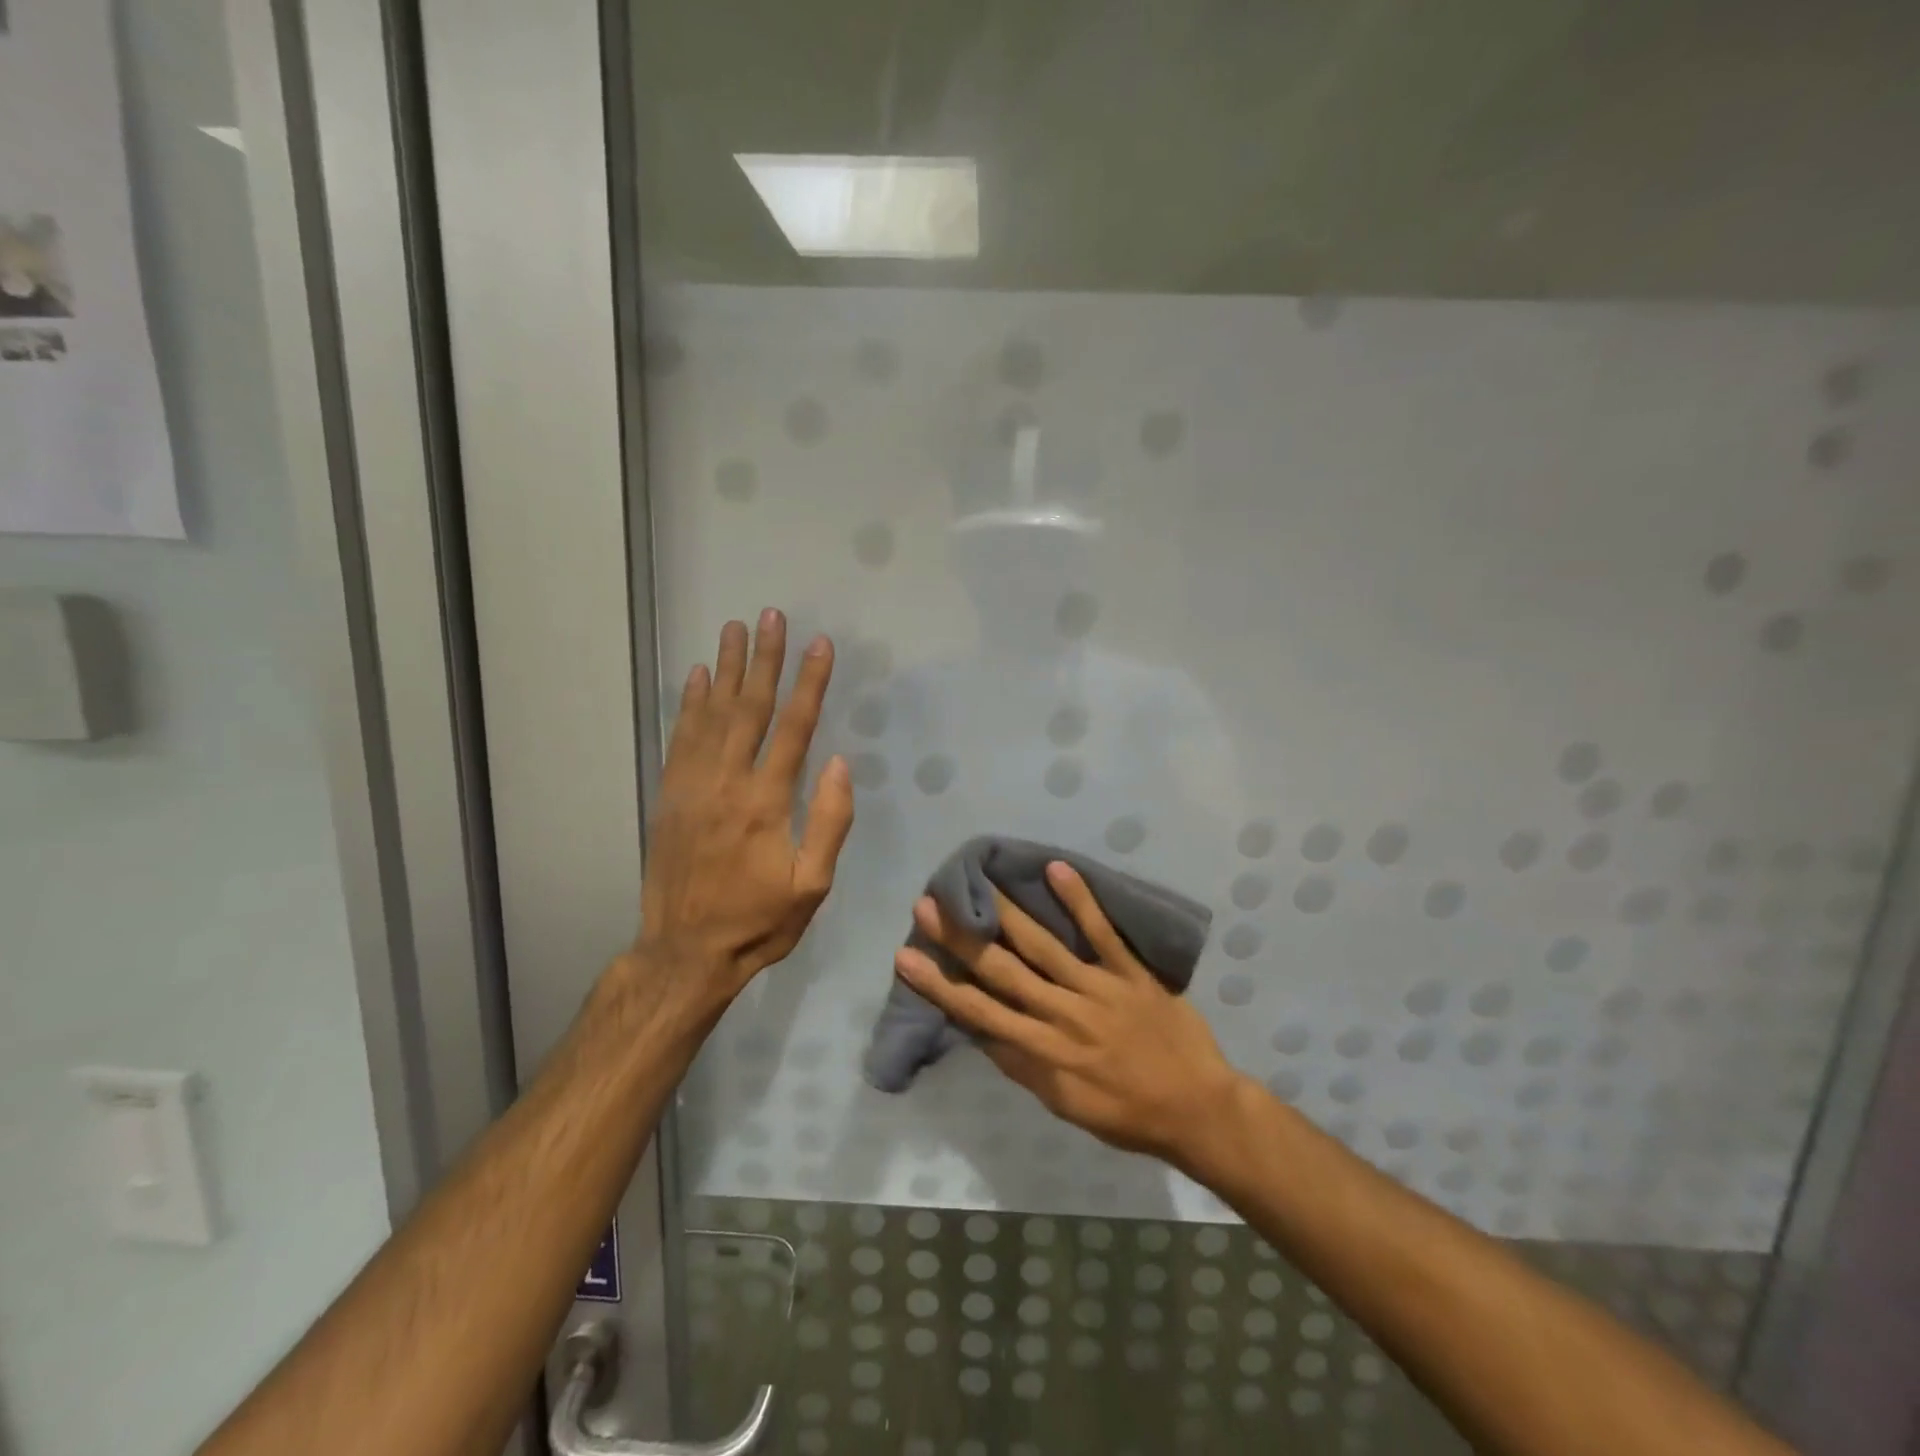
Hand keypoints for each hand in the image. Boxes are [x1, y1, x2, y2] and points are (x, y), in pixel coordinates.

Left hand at [635, 611, 853, 1004]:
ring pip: (711, 715)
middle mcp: (727, 783)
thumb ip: (830, 823)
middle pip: (749, 708)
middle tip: (770, 615)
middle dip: (764, 659)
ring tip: (733, 628)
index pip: (794, 729)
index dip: (810, 684)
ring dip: (725, 668)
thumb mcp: (812, 886)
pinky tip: (696, 677)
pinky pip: (680, 738)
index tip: (820, 645)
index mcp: (767, 803)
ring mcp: (692, 787)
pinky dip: (689, 703)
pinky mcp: (670, 796)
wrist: (685, 953)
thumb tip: (839, 763)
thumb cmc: (759, 922)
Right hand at [896, 861, 1241, 1165]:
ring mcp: (1099, 988)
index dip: (939, 984)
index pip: (979, 1013)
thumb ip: (1023, 1066)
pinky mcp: (1131, 972)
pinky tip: (1057, 868)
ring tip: (978, 883)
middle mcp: (1064, 1015)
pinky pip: (1102, 932)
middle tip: (928, 905)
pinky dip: (1080, 900)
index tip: (907, 956)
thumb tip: (982, 1031)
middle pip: (1002, 971)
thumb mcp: (1065, 1105)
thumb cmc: (1126, 1114)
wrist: (1198, 1110)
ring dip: (1007, 913)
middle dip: (962, 938)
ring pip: (1044, 945)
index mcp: (1044, 1052)